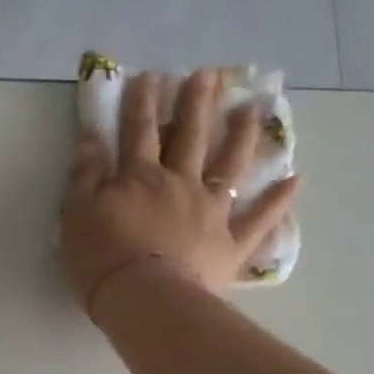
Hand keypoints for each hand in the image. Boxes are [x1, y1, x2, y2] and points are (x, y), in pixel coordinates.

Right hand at [61, 68, 299, 319]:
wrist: (144, 299)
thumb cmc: (103, 259)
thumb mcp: (77, 214)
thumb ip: (86, 176)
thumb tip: (92, 139)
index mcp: (140, 177)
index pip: (139, 131)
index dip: (142, 102)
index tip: (148, 76)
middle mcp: (181, 184)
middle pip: (190, 137)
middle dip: (197, 103)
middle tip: (208, 75)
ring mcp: (211, 211)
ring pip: (231, 166)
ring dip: (242, 136)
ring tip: (252, 110)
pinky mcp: (230, 244)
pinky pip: (259, 220)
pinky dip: (278, 201)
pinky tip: (295, 181)